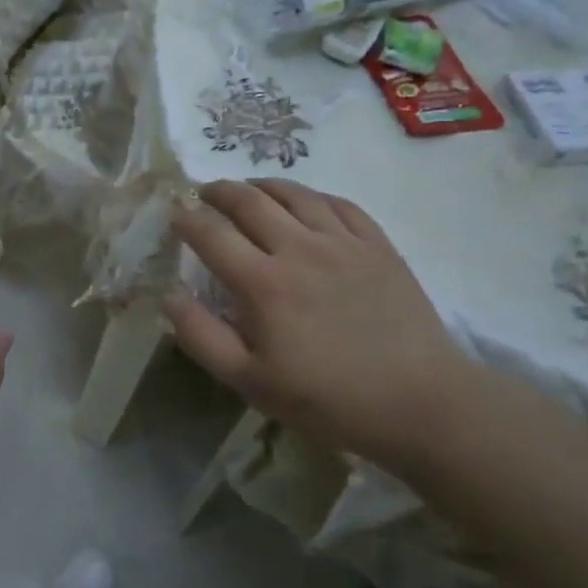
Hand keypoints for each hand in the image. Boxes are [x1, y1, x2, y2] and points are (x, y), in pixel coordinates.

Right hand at [162, 179, 478, 470]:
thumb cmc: (327, 399)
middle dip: (218, 191)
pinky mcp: (377, 245)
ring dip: (261, 185)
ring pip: (294, 193)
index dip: (186, 219)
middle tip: (204, 193)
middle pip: (249, 200)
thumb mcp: (250, 382)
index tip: (174, 215)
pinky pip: (339, 203)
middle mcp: (299, 248)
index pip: (211, 233)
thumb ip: (202, 336)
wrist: (419, 403)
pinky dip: (311, 195)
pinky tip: (304, 202)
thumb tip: (168, 295)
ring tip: (248, 189)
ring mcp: (343, 242)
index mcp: (263, 282)